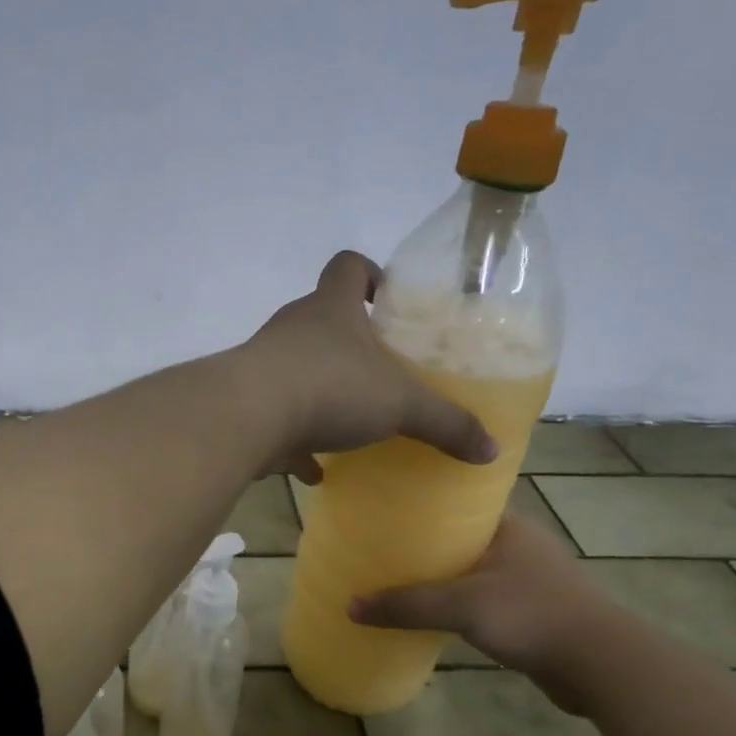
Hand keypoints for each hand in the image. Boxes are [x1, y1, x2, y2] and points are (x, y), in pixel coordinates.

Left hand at [241, 251, 495, 481]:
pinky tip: (313, 469)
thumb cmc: (330, 388)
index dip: (368, 273)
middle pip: (321, 319)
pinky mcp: (244, 402)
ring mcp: (263, 364)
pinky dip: (294, 440)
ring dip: (320, 391)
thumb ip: (445, 423)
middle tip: (379, 370)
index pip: (347, 266)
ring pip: (296, 369)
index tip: (388, 299)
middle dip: (349, 342)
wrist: (245, 418)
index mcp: (330, 309)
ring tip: (350, 422)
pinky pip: (275, 417)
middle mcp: (293, 327)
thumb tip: (491, 449)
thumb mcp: (400, 404)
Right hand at [348, 513, 616, 691]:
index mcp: (508, 525)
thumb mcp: (461, 606)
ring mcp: (529, 578)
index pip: (458, 502)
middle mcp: (520, 544)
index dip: (422, 504)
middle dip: (425, 543)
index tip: (386, 509)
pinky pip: (482, 598)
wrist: (601, 666)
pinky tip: (431, 613)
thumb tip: (350, 606)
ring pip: (471, 569)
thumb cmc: (532, 614)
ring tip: (396, 578)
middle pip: (460, 537)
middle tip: (381, 545)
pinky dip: (458, 602)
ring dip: (441, 575)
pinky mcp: (532, 611)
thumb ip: (407, 605)